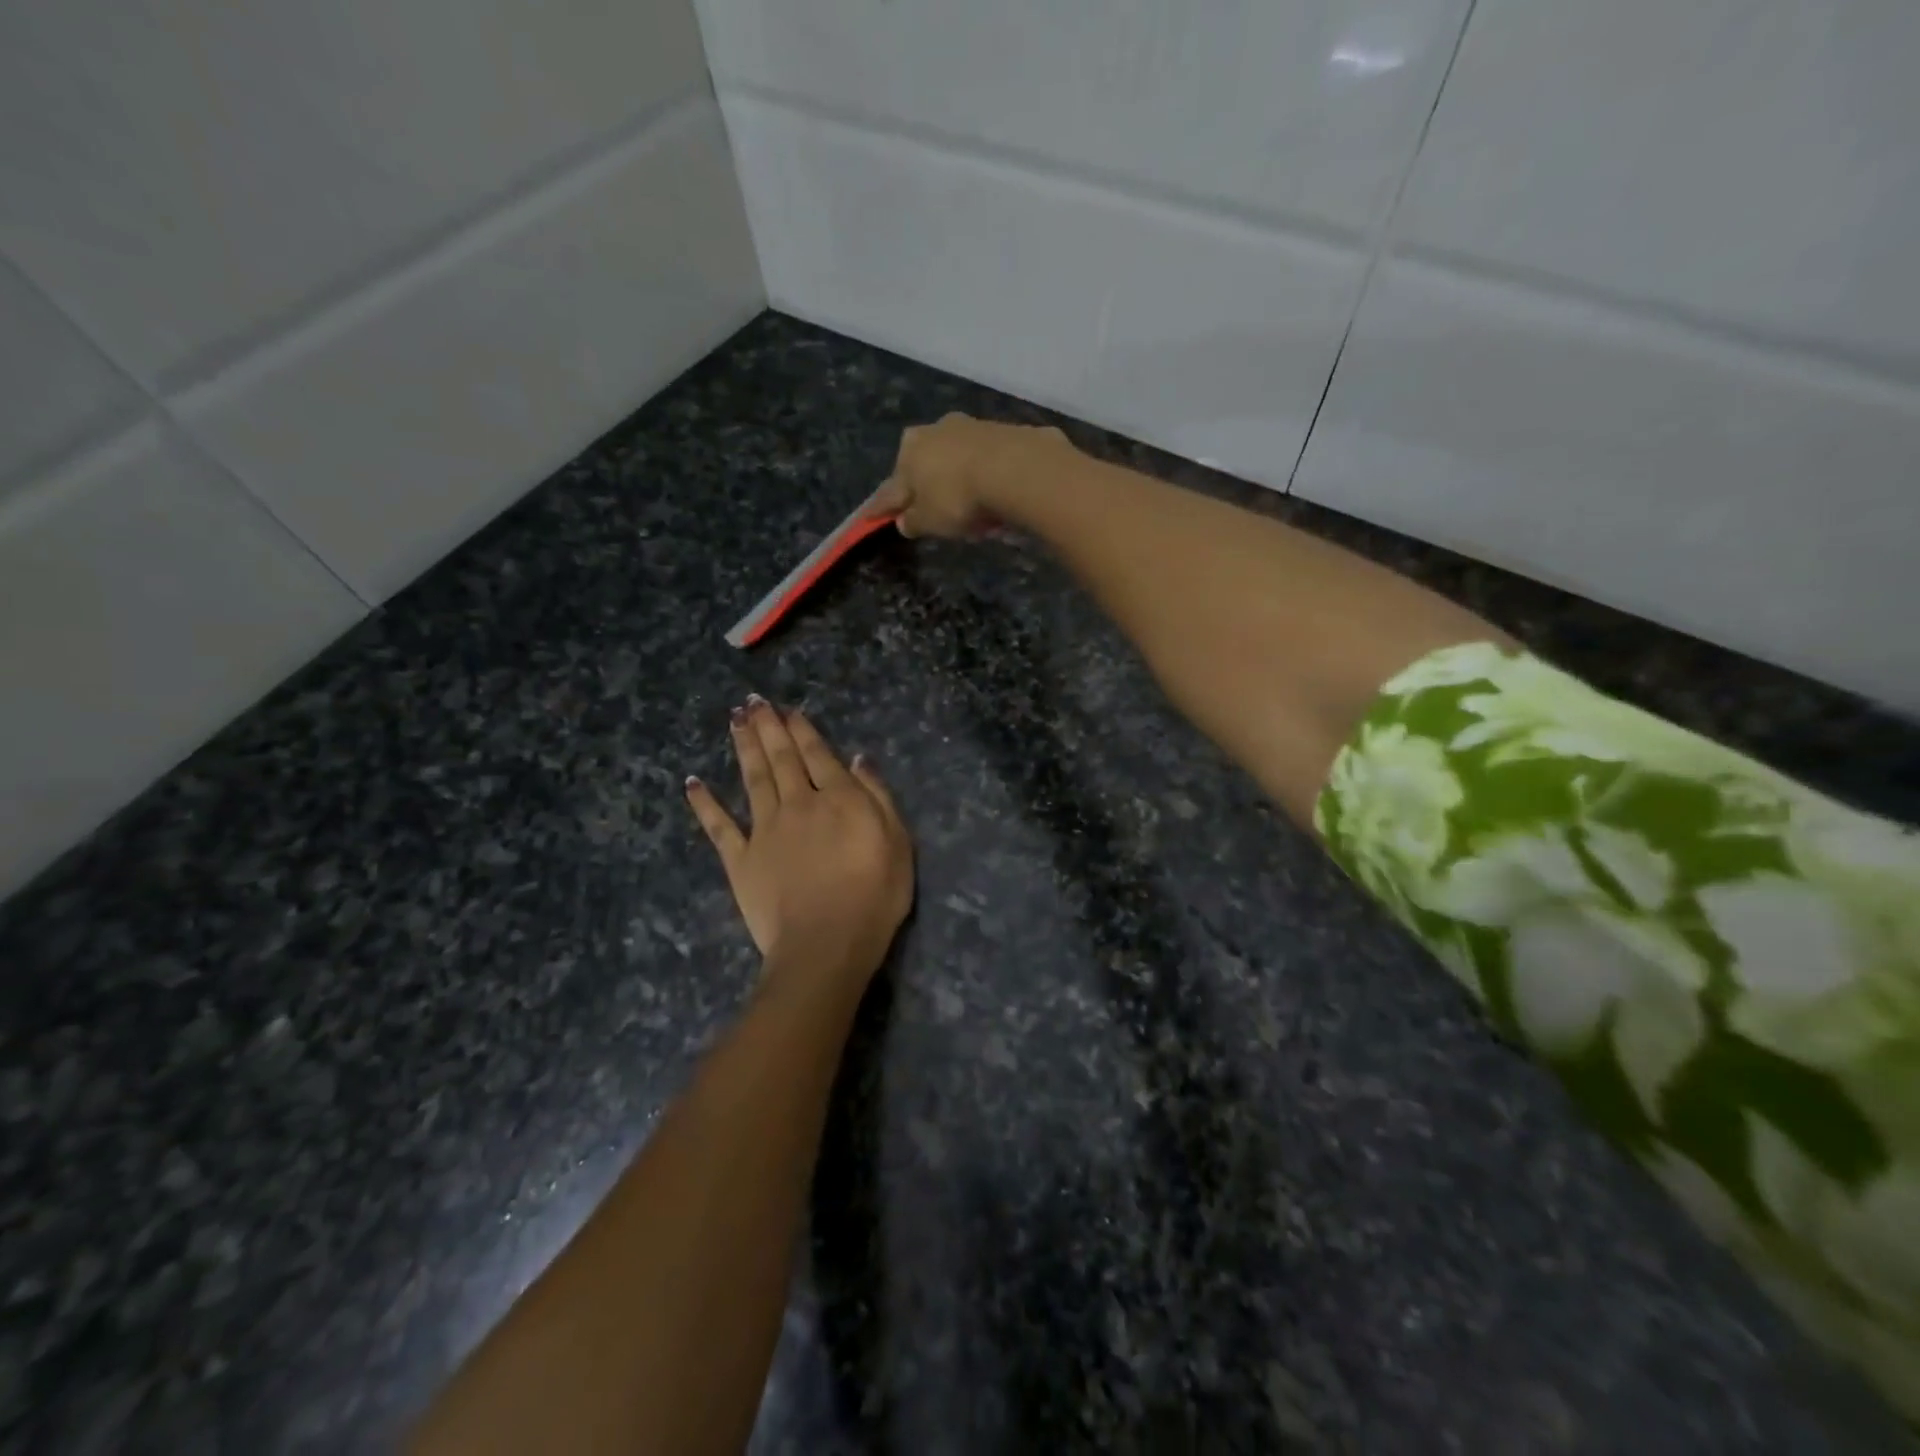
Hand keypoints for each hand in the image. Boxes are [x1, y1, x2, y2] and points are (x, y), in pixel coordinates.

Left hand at [685, 698, 912, 996]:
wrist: (826, 945)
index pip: (818, 755)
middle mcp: (798, 804)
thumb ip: (878, 797)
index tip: (788, 710)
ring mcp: (764, 830)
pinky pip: (718, 826)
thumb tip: (858, 759)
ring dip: (743, 747)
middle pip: (781, 758)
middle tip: (752, 702)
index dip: (802, 730)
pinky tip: (693, 783)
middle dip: (768, 727)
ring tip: (734, 720)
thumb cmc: (874, 897)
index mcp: (838, 798)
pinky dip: (704, 804)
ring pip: (752, 779)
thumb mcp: (899, 843)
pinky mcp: (740, 859)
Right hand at [871, 413, 1070, 538]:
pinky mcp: (1006, 431)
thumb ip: (913, 521)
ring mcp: (973, 426)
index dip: (882, 506)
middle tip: (934, 511)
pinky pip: (991, 461)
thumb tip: (904, 521)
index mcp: (909, 450)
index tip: (872, 515)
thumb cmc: (959, 498)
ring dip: (962, 479)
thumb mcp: (929, 522)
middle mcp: (937, 429)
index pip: (890, 487)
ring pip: (960, 459)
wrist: (1017, 469)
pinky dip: (990, 476)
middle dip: (928, 485)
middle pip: (926, 464)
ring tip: (974, 509)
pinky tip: (999, 495)